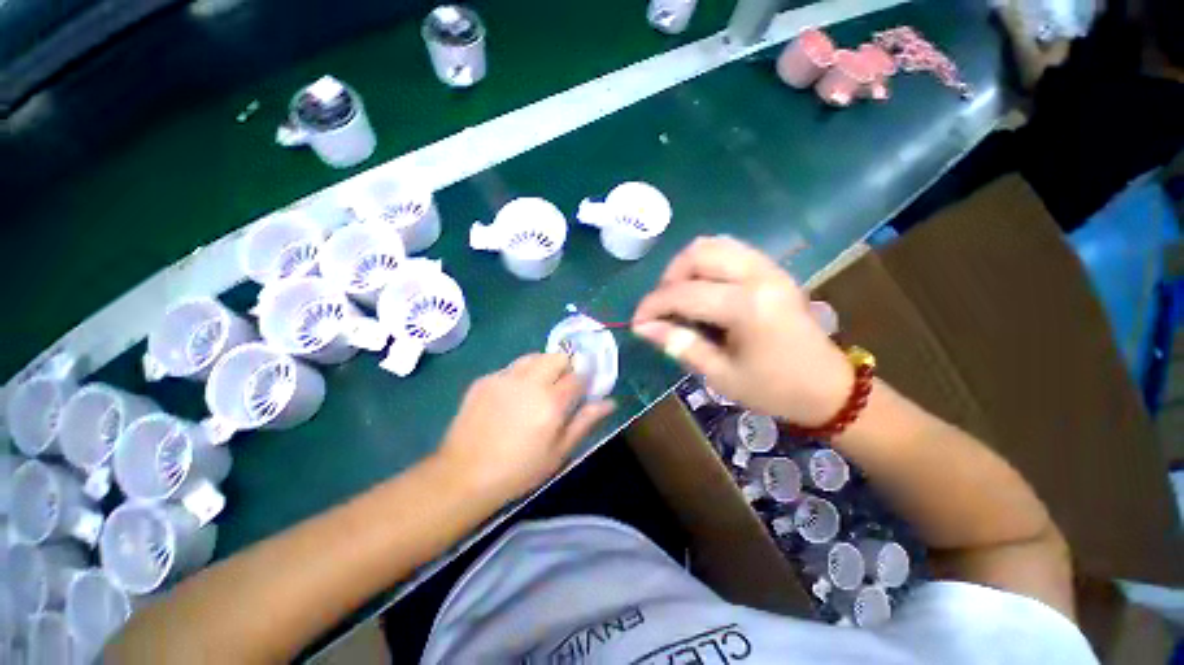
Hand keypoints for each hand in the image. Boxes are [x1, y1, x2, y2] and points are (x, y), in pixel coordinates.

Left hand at [437, 353, 615, 502]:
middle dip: (565, 367)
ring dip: (543, 367)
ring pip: (534, 357)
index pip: (578, 375)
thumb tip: (609, 402)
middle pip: (557, 356)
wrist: (464, 475)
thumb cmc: (519, 470)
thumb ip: (585, 422)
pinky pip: (511, 368)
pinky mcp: (485, 379)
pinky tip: (512, 397)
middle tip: (560, 389)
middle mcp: (529, 381)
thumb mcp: (559, 452)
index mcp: (551, 401)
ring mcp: (504, 377)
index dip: (585, 380)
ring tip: (537, 389)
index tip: (583, 390)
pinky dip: (519, 375)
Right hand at [632, 236, 851, 425]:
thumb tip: (643, 327)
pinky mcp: (773, 270)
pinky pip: (730, 250)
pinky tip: (702, 288)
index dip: (652, 306)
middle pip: (698, 253)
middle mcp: (759, 276)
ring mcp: (769, 268)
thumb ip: (680, 344)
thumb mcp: (720, 374)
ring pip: (714, 244)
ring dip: (687, 266)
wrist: (828, 388)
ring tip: (679, 295)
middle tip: (662, 306)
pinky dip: (707, 263)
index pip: (683, 293)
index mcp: (747, 307)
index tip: (637, 322)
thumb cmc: (774, 390)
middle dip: (669, 277)